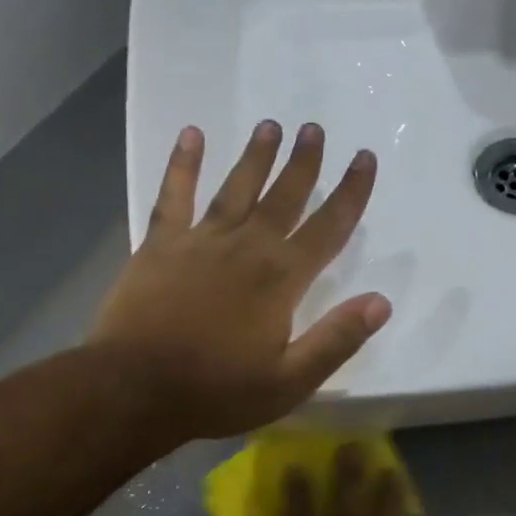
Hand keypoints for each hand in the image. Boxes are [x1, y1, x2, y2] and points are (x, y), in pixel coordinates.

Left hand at [89, 121, 391, 441]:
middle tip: (314, 128)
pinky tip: (191, 135)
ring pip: (236, 188)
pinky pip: (174, 195)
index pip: (328, 227)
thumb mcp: (290, 381)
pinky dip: (182, 164)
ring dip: (256, 156)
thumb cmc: (216, 390)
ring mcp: (201, 241)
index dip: (351, 193)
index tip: (364, 159)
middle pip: (284, 196)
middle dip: (304, 163)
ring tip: (270, 125)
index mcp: (281, 278)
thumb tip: (381, 301)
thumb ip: (337, 339)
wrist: (134, 389)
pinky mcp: (161, 244)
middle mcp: (247, 247)